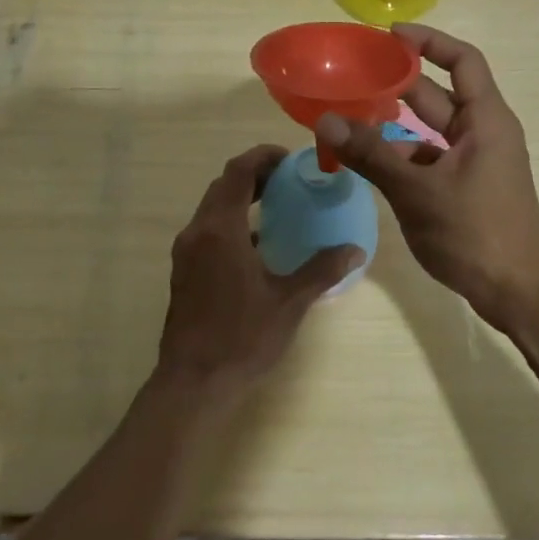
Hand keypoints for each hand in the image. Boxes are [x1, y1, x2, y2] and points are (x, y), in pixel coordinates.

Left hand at [155, 145, 361, 404]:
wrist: (193, 382)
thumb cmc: (242, 337)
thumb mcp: (289, 302)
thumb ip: (322, 270)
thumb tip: (355, 250)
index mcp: (221, 229)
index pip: (238, 172)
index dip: (262, 157)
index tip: (289, 158)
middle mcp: (197, 232)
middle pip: (223, 185)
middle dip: (254, 174)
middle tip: (288, 178)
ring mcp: (186, 251)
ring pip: (212, 207)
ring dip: (241, 197)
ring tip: (276, 204)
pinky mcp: (183, 270)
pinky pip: (207, 229)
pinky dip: (231, 222)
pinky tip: (257, 243)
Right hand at [315, 25, 538, 335]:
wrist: (518, 294)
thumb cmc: (475, 233)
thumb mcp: (417, 191)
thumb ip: (371, 154)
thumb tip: (326, 121)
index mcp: (486, 120)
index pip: (462, 60)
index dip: (428, 41)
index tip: (389, 35)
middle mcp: (484, 132)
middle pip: (439, 94)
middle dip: (398, 83)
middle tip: (353, 76)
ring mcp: (476, 161)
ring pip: (430, 130)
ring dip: (394, 124)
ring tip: (349, 119)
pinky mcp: (467, 186)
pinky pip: (431, 158)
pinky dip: (403, 156)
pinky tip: (370, 164)